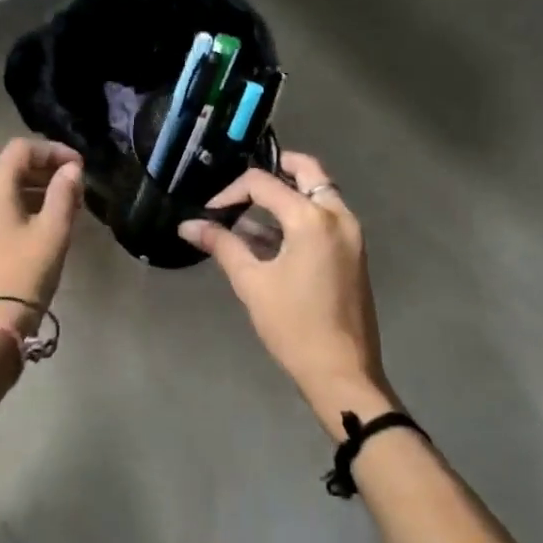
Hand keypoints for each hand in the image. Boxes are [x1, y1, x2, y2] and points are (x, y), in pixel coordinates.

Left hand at [0, 138, 85, 335]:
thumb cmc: (23, 275)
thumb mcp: (53, 232)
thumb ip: (64, 194)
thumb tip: (71, 170)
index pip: (21, 149)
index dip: (53, 151)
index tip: (80, 168)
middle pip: (9, 169)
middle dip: (45, 172)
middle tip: (76, 190)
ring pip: (1, 192)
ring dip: (33, 192)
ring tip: (64, 210)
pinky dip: (18, 210)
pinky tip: (40, 229)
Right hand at [179, 152, 395, 436]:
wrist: (342, 372)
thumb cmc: (293, 326)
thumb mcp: (252, 283)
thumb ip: (222, 246)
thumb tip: (188, 226)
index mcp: (312, 219)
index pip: (264, 183)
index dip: (231, 192)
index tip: (210, 213)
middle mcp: (338, 215)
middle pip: (306, 171)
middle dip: (273, 171)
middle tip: (242, 188)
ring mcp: (351, 233)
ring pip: (320, 191)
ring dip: (288, 193)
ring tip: (251, 216)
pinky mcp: (354, 251)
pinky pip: (327, 214)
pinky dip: (302, 213)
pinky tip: (273, 237)